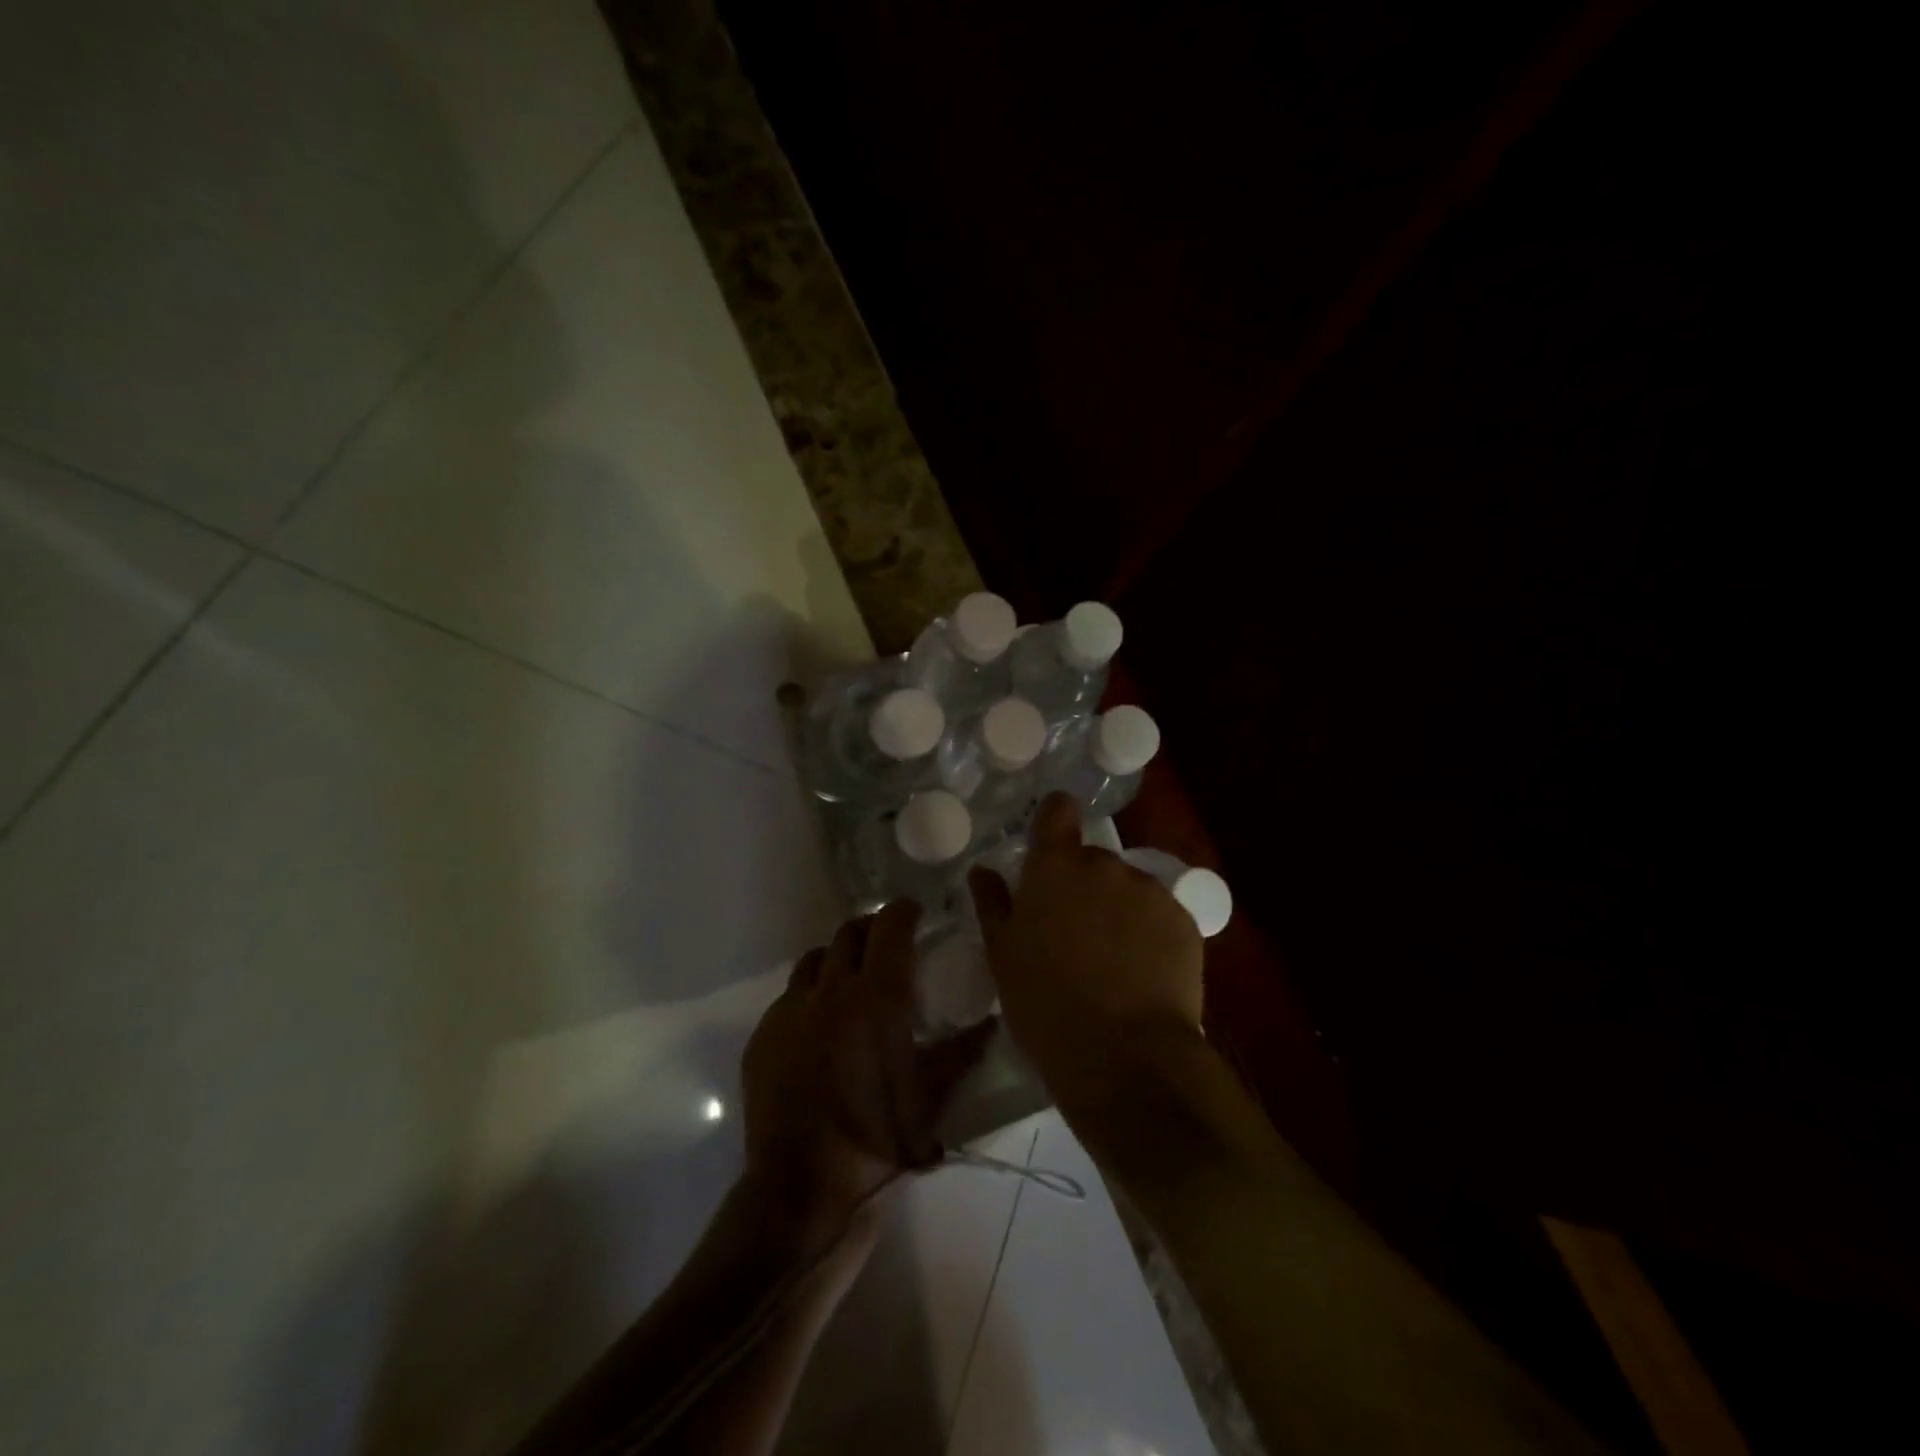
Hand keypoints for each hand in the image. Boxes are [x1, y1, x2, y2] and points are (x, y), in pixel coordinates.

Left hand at [741, 901, 996, 1243]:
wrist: (802, 1189)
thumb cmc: (877, 1141)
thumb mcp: (930, 1100)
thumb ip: (962, 1054)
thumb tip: (991, 1024)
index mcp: (877, 998)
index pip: (890, 927)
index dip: (904, 911)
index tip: (916, 911)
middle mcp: (831, 990)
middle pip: (850, 932)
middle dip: (872, 928)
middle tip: (889, 943)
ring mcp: (790, 1010)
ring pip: (816, 959)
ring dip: (838, 957)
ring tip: (852, 978)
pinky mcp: (763, 1035)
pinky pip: (790, 995)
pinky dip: (811, 993)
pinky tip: (819, 1024)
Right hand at [969, 793, 1204, 1115]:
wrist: (1125, 1058)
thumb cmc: (1046, 1004)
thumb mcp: (1003, 956)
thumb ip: (993, 903)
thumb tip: (982, 871)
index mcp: (1056, 867)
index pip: (1058, 810)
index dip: (1054, 821)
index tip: (1050, 849)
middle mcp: (1106, 865)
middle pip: (1092, 859)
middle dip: (1082, 886)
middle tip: (1073, 935)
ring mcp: (1150, 891)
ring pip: (1128, 888)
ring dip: (1117, 910)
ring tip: (1112, 963)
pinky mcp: (1184, 921)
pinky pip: (1159, 915)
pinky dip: (1150, 934)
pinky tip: (1142, 975)